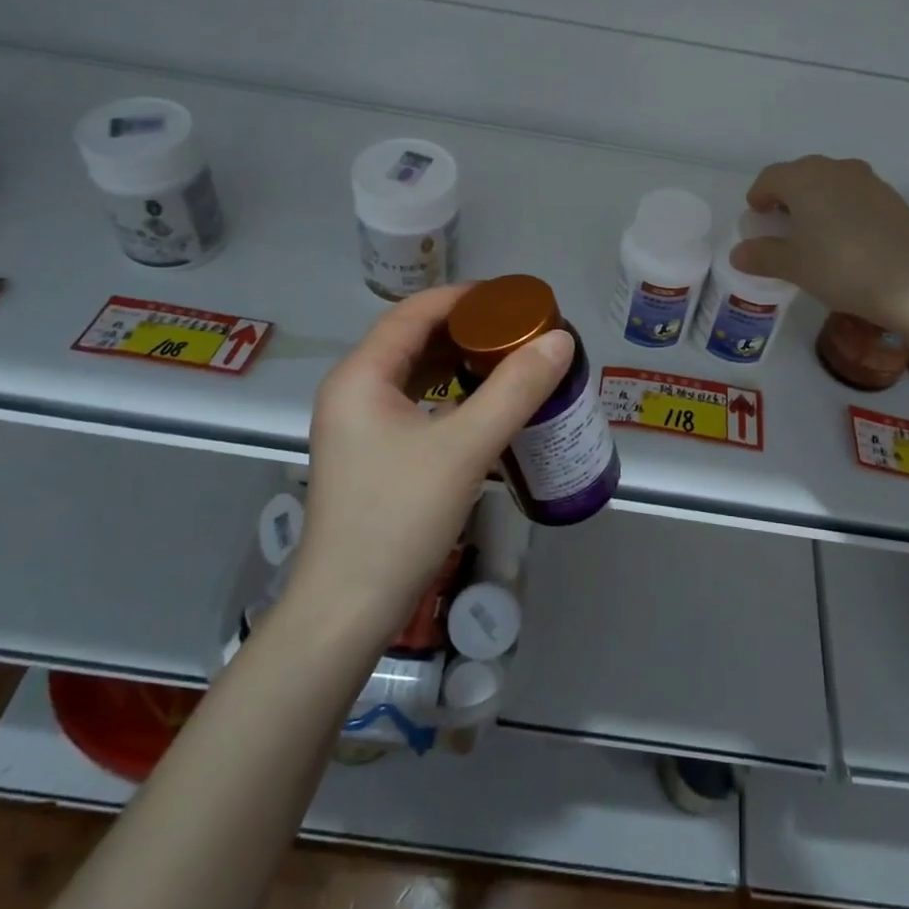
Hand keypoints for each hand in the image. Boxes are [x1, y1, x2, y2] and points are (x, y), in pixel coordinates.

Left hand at [292, 285, 572, 637]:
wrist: (347, 610)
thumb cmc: (398, 519)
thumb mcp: (464, 448)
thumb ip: (515, 390)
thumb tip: (560, 339)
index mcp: (361, 376)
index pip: (415, 312)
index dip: (467, 298)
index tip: (516, 299)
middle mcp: (353, 390)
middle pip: (414, 338)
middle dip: (468, 328)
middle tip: (522, 331)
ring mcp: (359, 425)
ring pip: (415, 372)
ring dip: (460, 361)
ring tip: (511, 359)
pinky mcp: (371, 454)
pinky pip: (415, 403)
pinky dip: (451, 393)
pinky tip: (485, 404)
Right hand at [731, 155, 908, 330]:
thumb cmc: (842, 267)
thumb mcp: (794, 266)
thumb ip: (763, 255)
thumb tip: (739, 253)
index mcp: (803, 179)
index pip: (769, 178)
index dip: (758, 196)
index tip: (756, 217)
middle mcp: (834, 169)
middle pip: (800, 175)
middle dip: (786, 197)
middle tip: (781, 226)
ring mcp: (867, 180)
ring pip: (829, 183)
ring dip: (815, 201)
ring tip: (813, 234)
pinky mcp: (891, 197)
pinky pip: (853, 196)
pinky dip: (840, 209)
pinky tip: (845, 240)